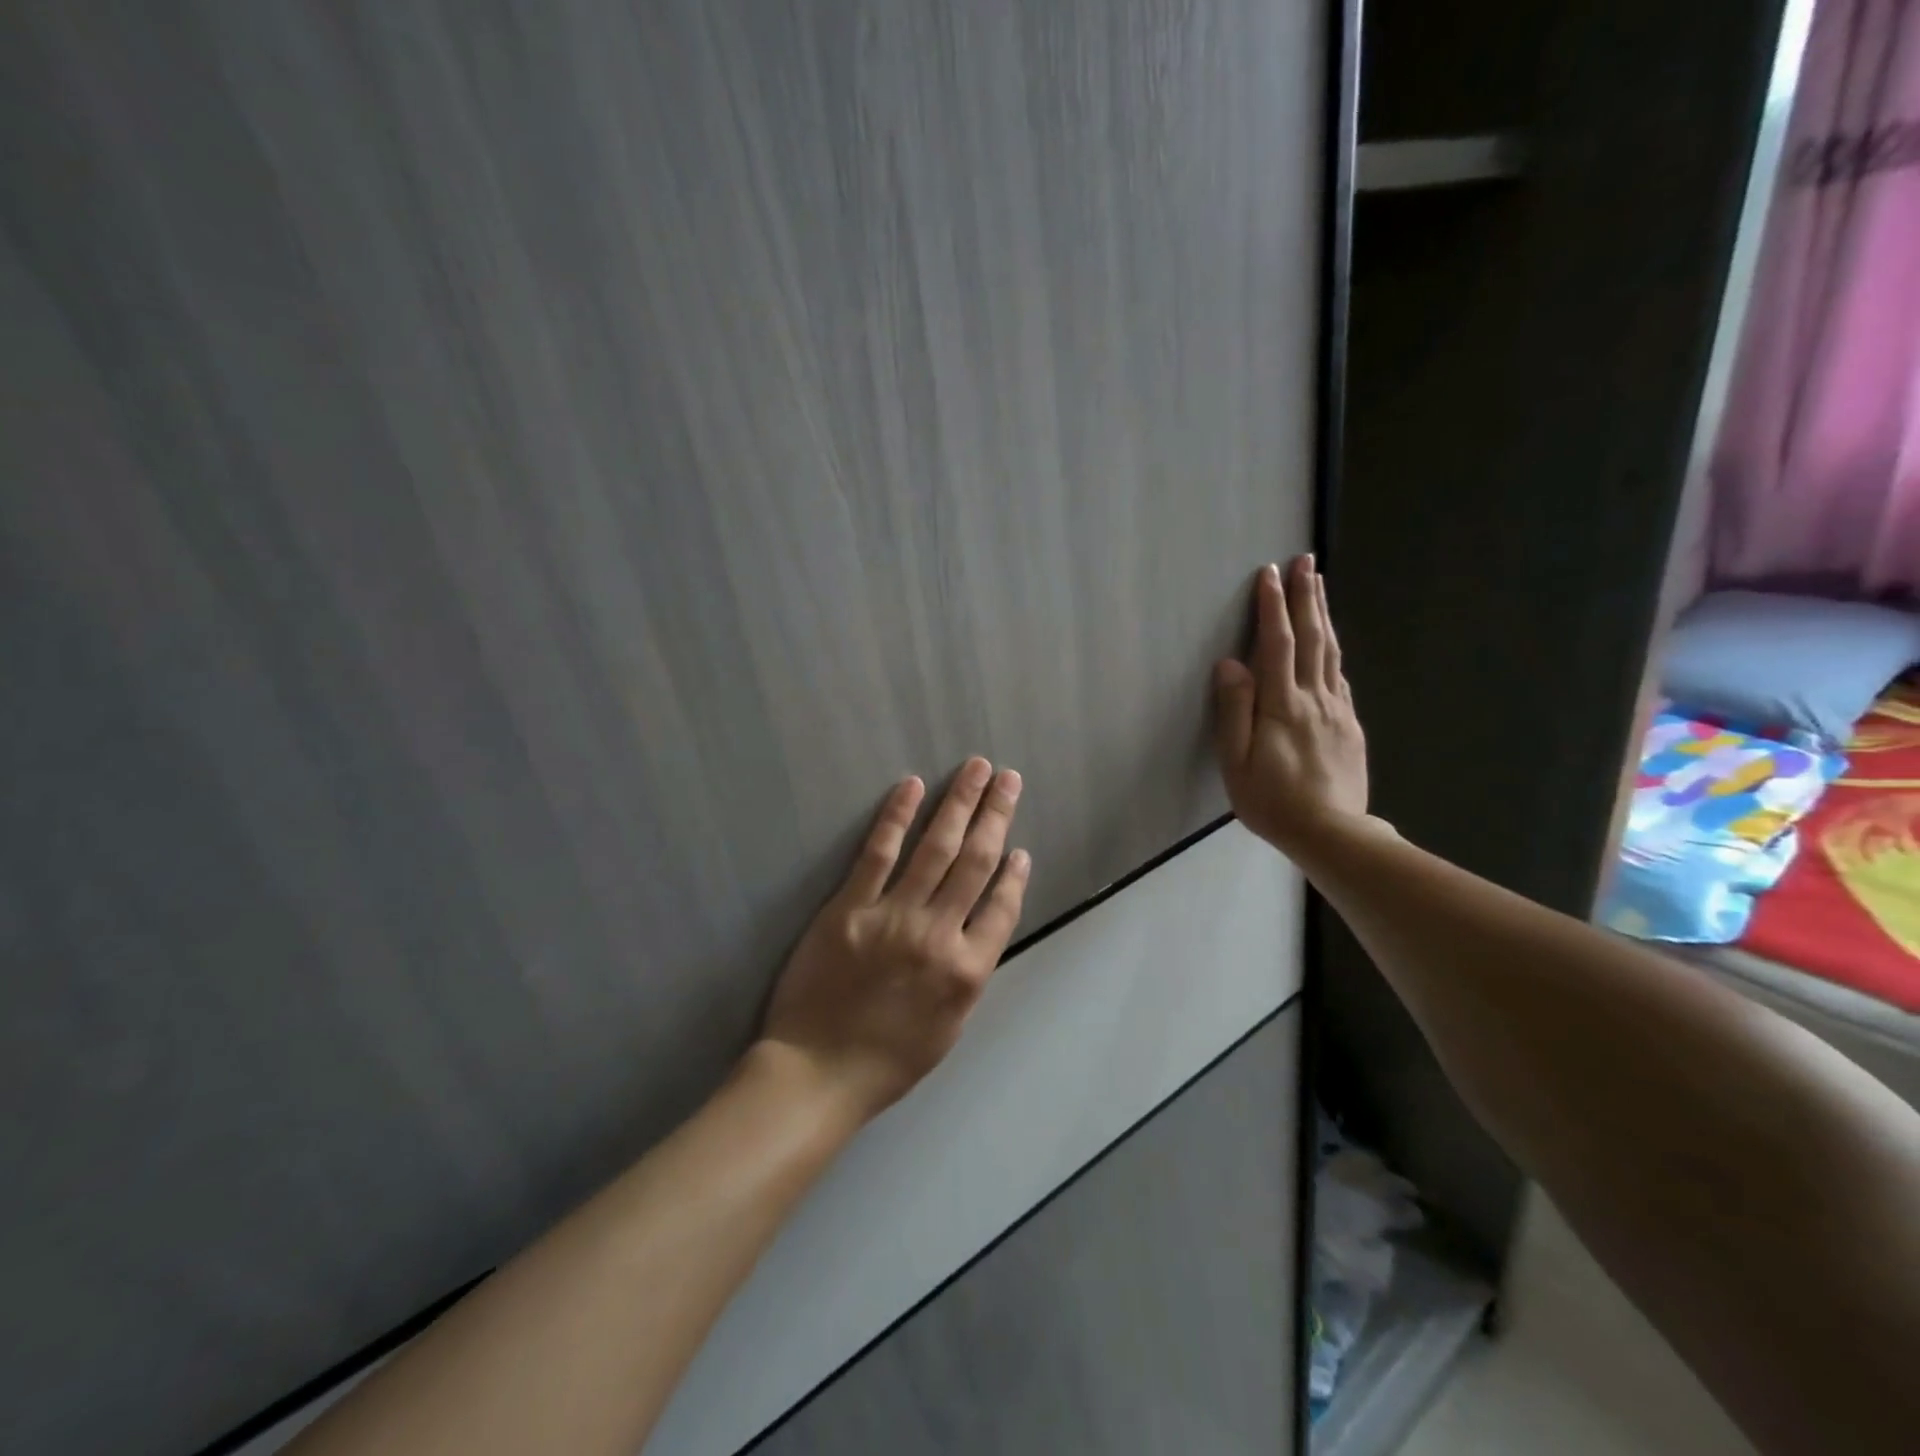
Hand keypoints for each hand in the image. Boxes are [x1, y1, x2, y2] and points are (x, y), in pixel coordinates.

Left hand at [759, 758, 1031, 1121]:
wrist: (817, 1073)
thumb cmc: (887, 1061)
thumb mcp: (948, 1028)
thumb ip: (967, 975)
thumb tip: (978, 930)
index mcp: (967, 971)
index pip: (1002, 907)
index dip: (1013, 873)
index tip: (1020, 848)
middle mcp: (938, 935)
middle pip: (975, 862)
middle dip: (995, 815)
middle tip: (1008, 778)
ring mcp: (894, 916)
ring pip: (936, 848)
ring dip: (960, 803)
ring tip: (977, 769)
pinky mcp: (849, 908)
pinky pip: (878, 854)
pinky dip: (897, 817)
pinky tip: (912, 787)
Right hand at [1213, 557, 1371, 854]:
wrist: (1332, 833)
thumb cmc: (1272, 801)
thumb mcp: (1236, 761)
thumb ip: (1234, 710)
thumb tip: (1230, 663)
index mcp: (1282, 704)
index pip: (1276, 643)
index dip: (1272, 607)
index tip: (1269, 574)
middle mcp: (1314, 698)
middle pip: (1311, 637)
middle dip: (1306, 596)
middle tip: (1306, 561)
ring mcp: (1337, 710)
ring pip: (1330, 652)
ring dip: (1323, 615)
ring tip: (1320, 586)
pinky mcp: (1350, 726)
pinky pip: (1340, 678)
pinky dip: (1333, 651)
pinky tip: (1331, 645)